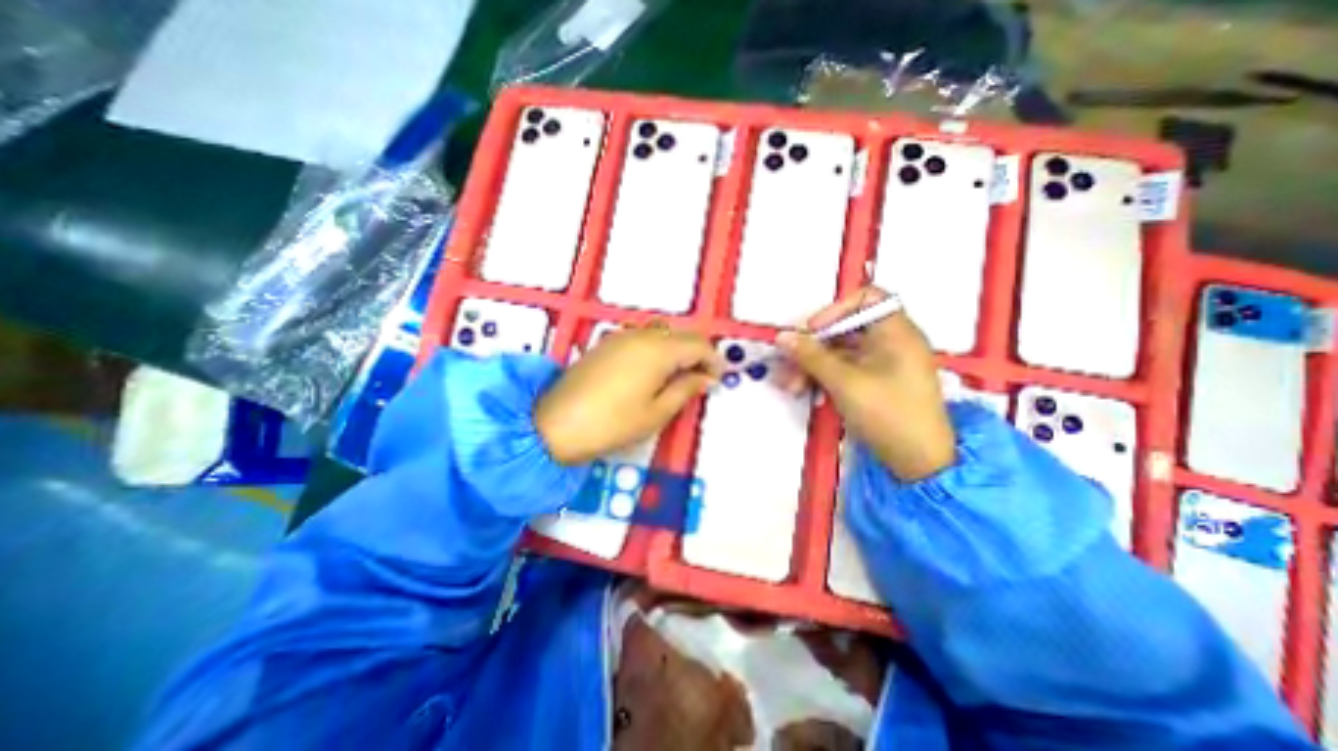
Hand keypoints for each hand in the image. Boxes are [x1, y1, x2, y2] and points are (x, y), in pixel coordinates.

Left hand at [534, 325, 727, 466]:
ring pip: (661, 333)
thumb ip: (685, 389)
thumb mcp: (657, 412)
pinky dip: (656, 349)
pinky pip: (642, 338)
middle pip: (680, 334)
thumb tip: (706, 379)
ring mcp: (621, 336)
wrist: (555, 424)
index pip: (698, 344)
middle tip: (701, 378)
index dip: (713, 360)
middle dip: (696, 353)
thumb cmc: (612, 423)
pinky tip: (652, 371)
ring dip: (676, 349)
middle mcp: (641, 335)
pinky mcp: (606, 344)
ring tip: (678, 376)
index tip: (718, 378)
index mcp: (658, 350)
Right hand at [781, 289, 957, 480]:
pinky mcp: (873, 384)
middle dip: (812, 348)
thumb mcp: (844, 382)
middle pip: (844, 330)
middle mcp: (890, 343)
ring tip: (790, 387)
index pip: (866, 298)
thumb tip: (782, 337)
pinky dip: (824, 379)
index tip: (813, 330)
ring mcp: (881, 365)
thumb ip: (811, 356)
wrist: (918, 463)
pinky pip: (843, 372)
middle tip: (788, 364)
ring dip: (812, 367)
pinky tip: (805, 393)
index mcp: (895, 331)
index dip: (836, 309)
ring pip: (839, 354)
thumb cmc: (888, 413)